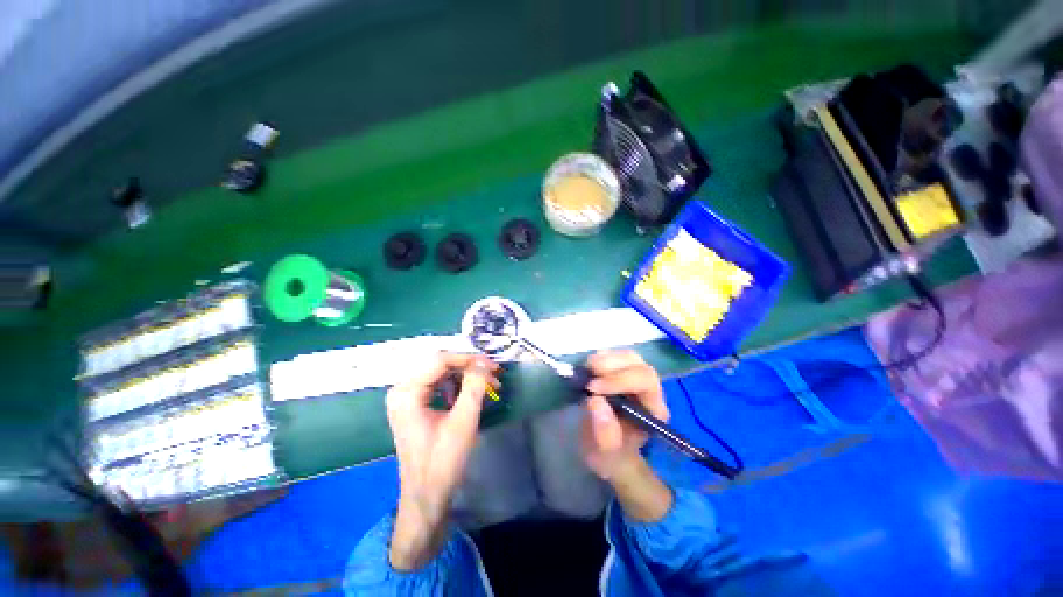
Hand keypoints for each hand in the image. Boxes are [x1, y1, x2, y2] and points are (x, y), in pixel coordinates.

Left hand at [386, 352, 498, 569]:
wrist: (427, 497)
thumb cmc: (442, 462)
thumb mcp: (463, 422)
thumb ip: (474, 387)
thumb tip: (484, 363)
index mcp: (406, 392)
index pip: (440, 361)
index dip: (469, 359)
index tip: (493, 366)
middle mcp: (402, 390)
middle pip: (440, 365)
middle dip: (469, 367)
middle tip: (493, 375)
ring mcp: (407, 398)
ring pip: (441, 373)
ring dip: (466, 376)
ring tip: (489, 384)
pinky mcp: (415, 405)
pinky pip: (439, 385)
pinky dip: (458, 385)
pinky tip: (473, 392)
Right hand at [580, 350, 672, 521]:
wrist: (606, 451)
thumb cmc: (611, 456)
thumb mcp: (606, 456)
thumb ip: (605, 434)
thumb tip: (596, 401)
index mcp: (653, 410)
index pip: (645, 382)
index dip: (620, 380)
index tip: (593, 388)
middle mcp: (649, 390)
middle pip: (639, 365)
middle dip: (613, 365)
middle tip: (589, 371)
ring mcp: (635, 378)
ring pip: (629, 357)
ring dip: (606, 358)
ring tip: (587, 368)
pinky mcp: (621, 373)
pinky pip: (616, 357)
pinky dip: (601, 357)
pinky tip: (589, 367)